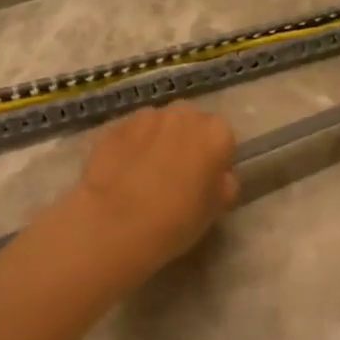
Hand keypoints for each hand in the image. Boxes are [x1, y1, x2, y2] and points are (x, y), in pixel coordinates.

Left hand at [66, 103, 238, 271]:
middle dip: (187, 141)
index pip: (223, 138)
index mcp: (216, 133)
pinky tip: (123, 173)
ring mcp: (146, 117)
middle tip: (177, 174)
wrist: (116, 224)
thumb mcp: (216, 209)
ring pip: (159, 124)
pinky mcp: (114, 127)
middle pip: (191, 123)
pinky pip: (131, 134)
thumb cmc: (178, 219)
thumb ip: (224, 184)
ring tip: (146, 173)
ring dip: (158, 140)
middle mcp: (184, 115)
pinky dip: (131, 147)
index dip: (215, 159)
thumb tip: (218, 176)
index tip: (205, 181)